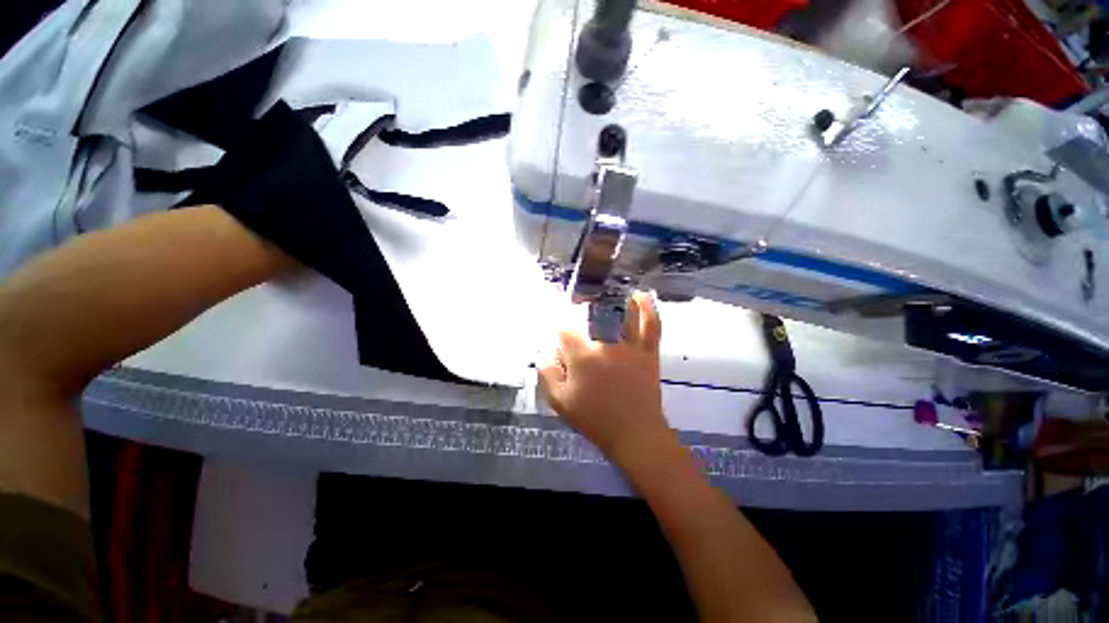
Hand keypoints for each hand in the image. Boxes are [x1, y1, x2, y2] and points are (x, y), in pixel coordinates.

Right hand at [538, 292, 669, 461]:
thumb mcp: (560, 402)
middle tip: (579, 307)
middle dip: (583, 308)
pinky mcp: (648, 352)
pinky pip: (651, 326)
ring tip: (608, 288)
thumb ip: (547, 374)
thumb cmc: (595, 419)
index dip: (560, 334)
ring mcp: (630, 346)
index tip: (560, 342)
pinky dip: (648, 309)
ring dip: (615, 299)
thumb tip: (546, 353)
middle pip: (592, 316)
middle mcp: (606, 344)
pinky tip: (643, 295)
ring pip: (622, 314)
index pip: (565, 331)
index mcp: (583, 356)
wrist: (635, 434)